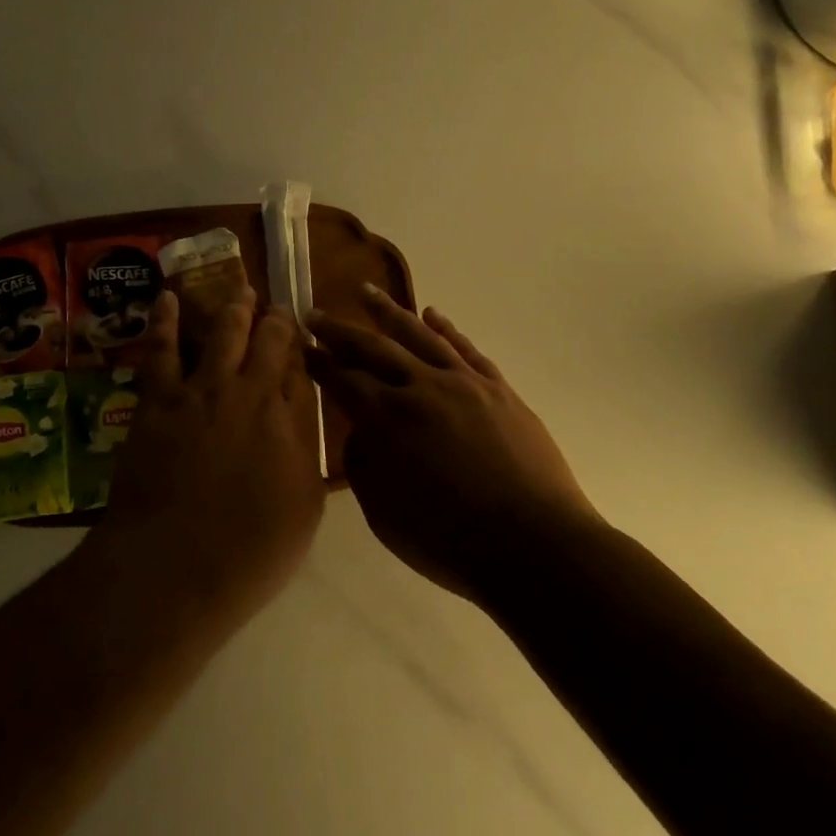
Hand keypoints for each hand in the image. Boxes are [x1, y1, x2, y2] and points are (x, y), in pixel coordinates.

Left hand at [94, 288, 326, 618]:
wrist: (173, 566)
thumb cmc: (249, 551)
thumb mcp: (303, 508)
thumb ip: (305, 453)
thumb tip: (304, 416)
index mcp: (287, 421)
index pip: (300, 371)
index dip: (301, 351)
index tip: (302, 339)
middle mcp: (249, 393)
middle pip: (268, 342)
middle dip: (274, 321)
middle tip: (276, 308)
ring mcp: (201, 391)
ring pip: (222, 333)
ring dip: (234, 308)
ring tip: (241, 290)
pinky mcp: (159, 399)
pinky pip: (161, 349)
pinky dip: (164, 320)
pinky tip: (167, 298)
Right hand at [306, 286, 596, 601]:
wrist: (534, 545)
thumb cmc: (449, 541)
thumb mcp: (383, 515)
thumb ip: (363, 465)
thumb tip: (361, 432)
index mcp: (387, 419)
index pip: (342, 379)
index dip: (319, 361)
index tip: (302, 345)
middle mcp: (421, 388)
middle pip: (373, 348)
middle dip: (339, 330)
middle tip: (316, 313)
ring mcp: (463, 383)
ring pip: (419, 335)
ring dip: (389, 311)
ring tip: (366, 291)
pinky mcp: (497, 389)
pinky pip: (466, 349)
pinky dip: (446, 328)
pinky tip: (432, 314)